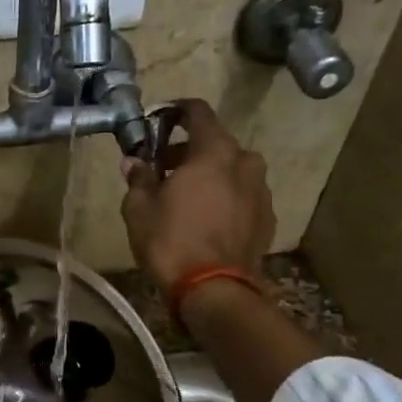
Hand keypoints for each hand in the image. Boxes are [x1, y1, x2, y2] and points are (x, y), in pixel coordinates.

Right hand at [120, 98, 275, 289]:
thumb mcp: (139, 208)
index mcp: (214, 152)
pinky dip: (225, 198)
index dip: (176, 112)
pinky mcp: (267, 218)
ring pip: (232, 170)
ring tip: (186, 196)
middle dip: (188, 150)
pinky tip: (207, 218)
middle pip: (216, 143)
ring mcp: (261, 191)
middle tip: (163, 168)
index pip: (198, 112)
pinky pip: (243, 195)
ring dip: (210, 175)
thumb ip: (139, 178)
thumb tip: (134, 162)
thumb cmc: (171, 241)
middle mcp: (245, 162)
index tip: (158, 121)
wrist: (213, 290)